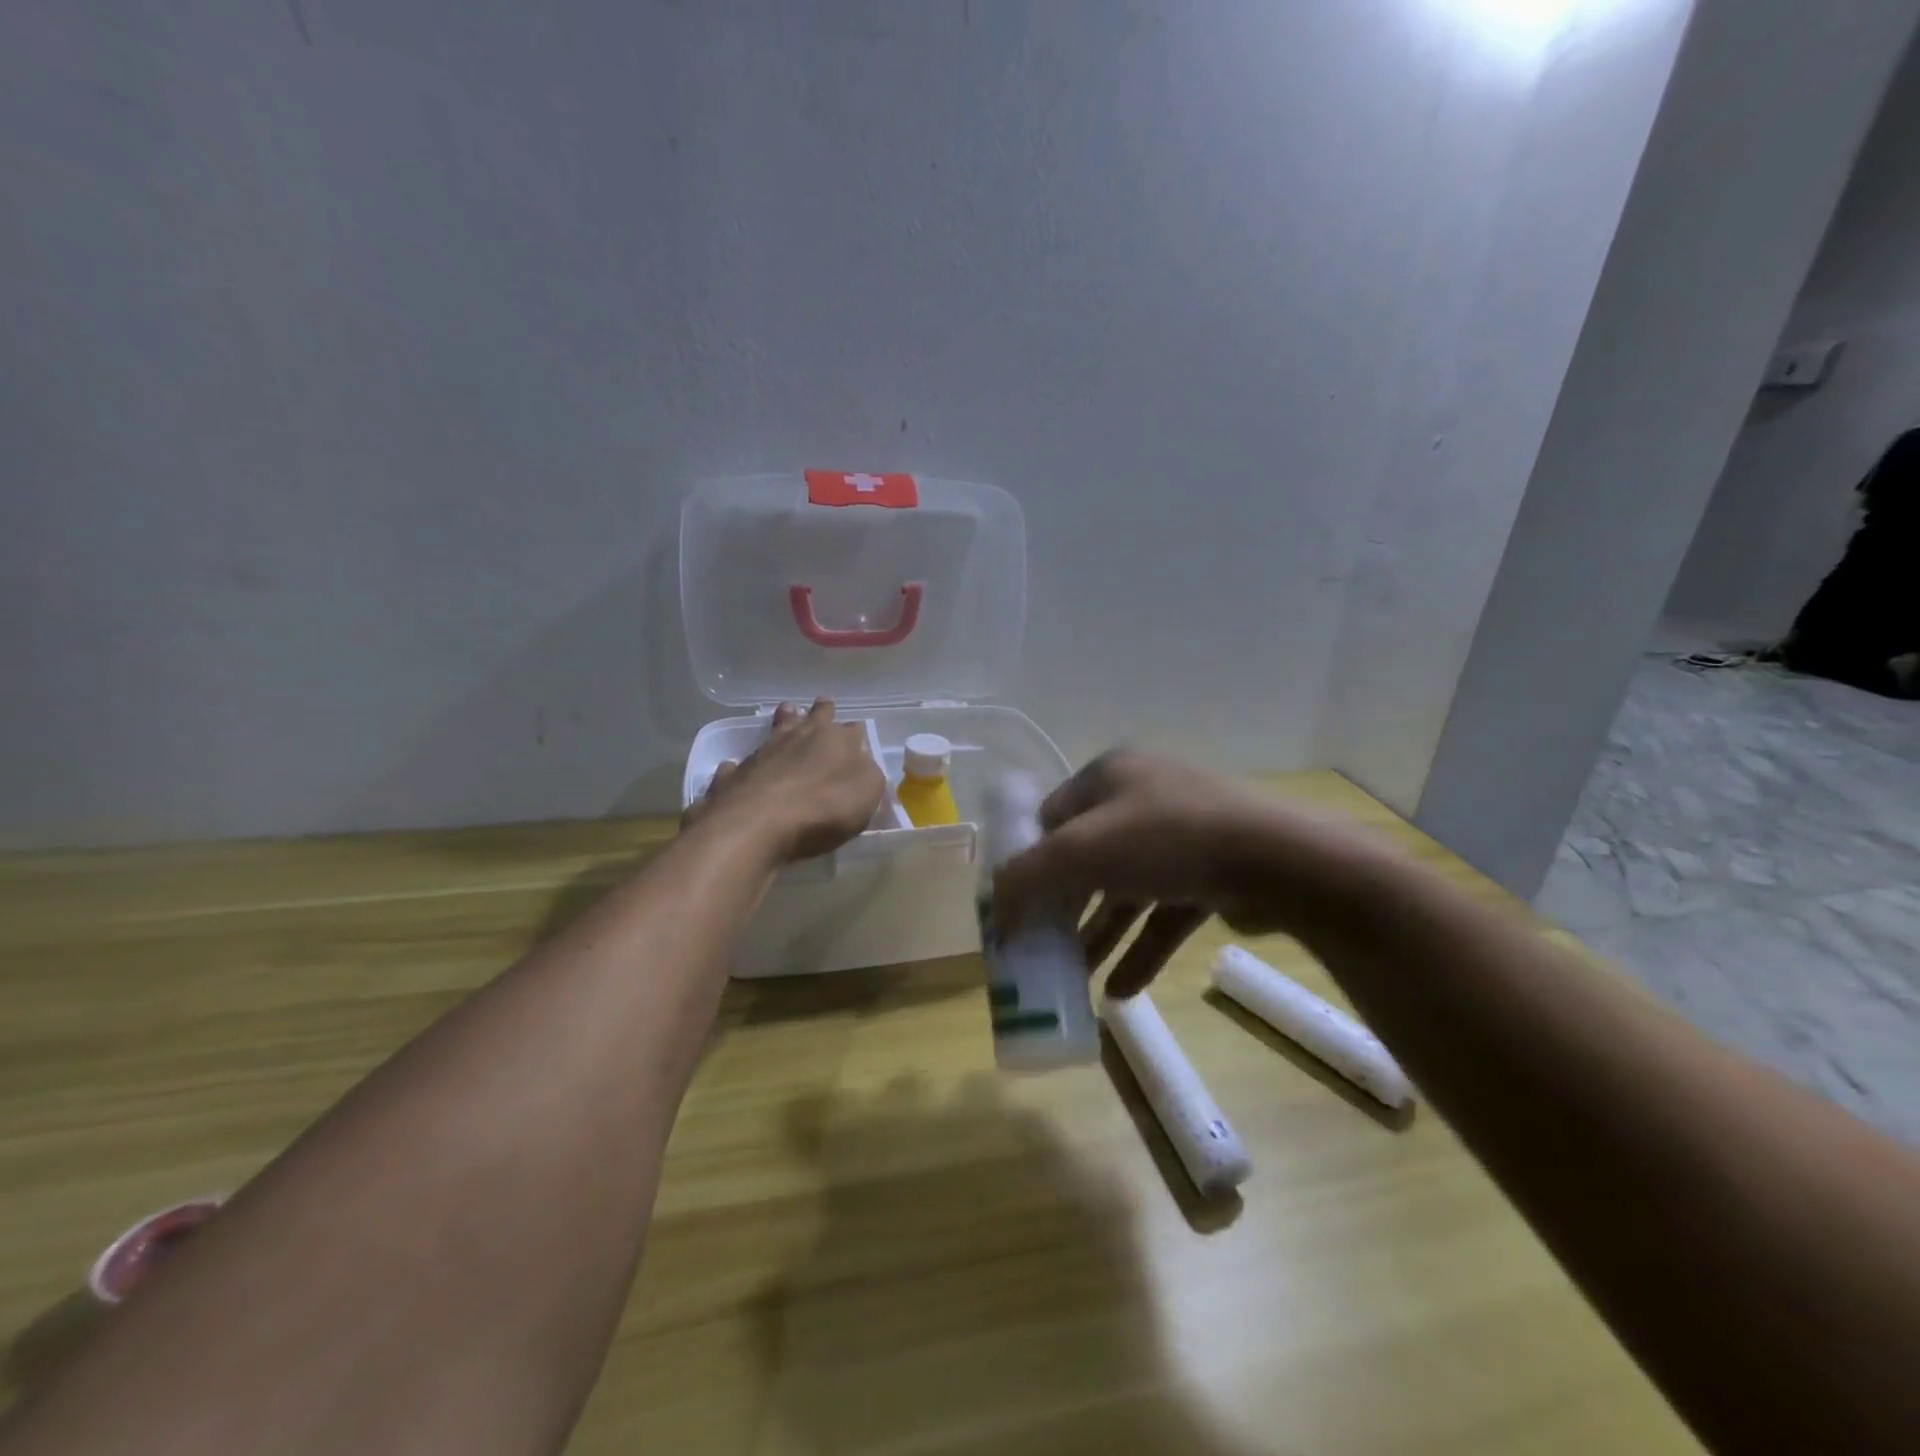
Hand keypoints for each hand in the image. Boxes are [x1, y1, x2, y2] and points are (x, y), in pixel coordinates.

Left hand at [684, 699, 884, 863]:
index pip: (852, 730)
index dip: (854, 732)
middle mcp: (800, 737)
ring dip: (783, 720)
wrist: (760, 821)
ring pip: (776, 728)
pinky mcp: (735, 774)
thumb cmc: (825, 807)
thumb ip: (867, 775)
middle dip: (821, 712)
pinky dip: (740, 765)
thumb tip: (861, 763)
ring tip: (786, 712)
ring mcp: (764, 752)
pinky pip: (739, 765)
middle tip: (822, 706)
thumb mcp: (866, 793)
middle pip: (814, 717)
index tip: (856, 734)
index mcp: (837, 740)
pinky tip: (736, 767)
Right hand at [991, 749, 1386, 996]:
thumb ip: (1026, 879)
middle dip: (1064, 907)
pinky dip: (1142, 948)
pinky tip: (1121, 992)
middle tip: (1042, 948)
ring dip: (1100, 934)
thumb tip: (995, 916)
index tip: (1015, 907)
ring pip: (1126, 889)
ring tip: (1076, 979)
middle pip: (1088, 856)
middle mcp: (1145, 796)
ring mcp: (1184, 835)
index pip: (1052, 817)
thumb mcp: (1082, 851)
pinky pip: (1165, 912)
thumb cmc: (1167, 839)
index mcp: (1111, 775)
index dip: (1028, 861)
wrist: (1281, 860)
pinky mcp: (1214, 872)